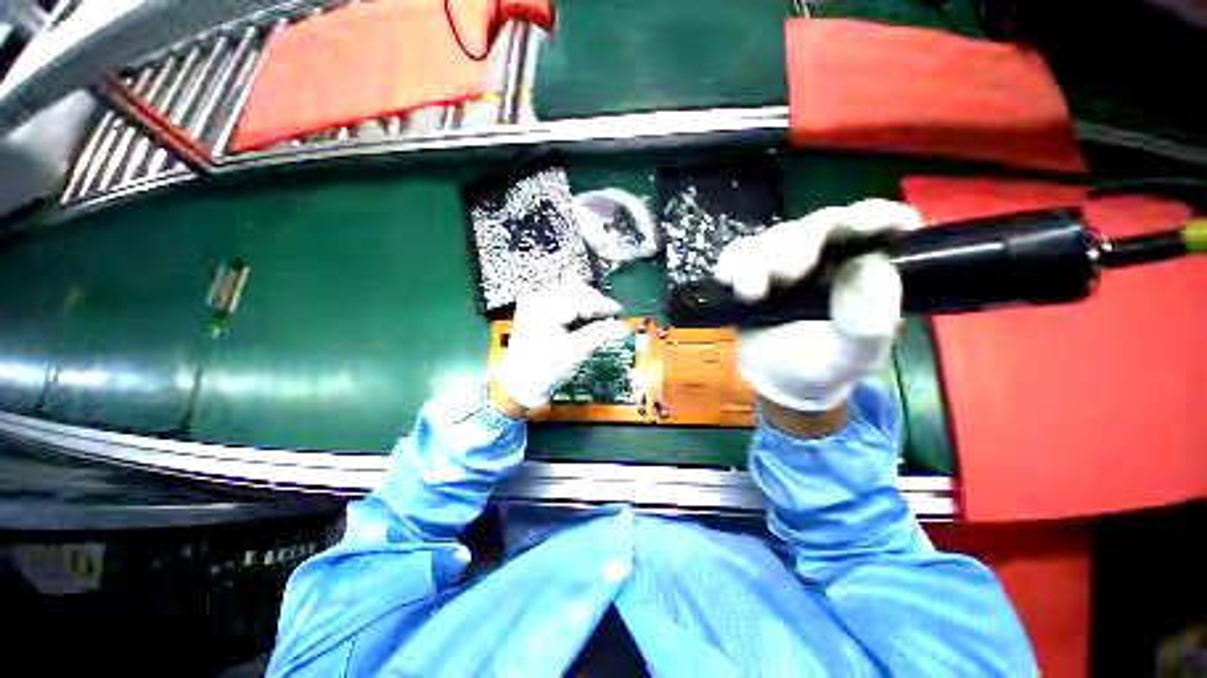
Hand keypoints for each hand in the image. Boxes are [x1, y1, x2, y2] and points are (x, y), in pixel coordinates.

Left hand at [494, 280, 629, 412]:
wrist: (520, 385)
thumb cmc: (545, 371)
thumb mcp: (575, 353)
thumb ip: (599, 335)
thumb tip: (621, 327)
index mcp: (545, 309)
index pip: (580, 298)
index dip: (603, 304)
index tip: (619, 311)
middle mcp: (537, 300)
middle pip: (574, 290)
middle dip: (594, 302)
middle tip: (610, 316)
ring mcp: (533, 303)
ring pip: (567, 293)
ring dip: (585, 303)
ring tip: (598, 318)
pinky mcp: (534, 310)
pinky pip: (559, 300)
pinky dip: (574, 307)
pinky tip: (582, 318)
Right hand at [714, 199, 922, 414]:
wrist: (775, 378)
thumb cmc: (821, 366)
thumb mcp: (852, 355)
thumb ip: (869, 319)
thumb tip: (872, 264)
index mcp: (865, 269)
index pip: (877, 225)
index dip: (871, 216)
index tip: (860, 226)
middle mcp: (828, 255)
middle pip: (816, 225)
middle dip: (798, 246)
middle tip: (785, 276)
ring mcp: (785, 259)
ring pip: (774, 237)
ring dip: (759, 261)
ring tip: (750, 293)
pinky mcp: (751, 267)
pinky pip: (738, 251)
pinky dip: (732, 262)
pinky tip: (727, 280)